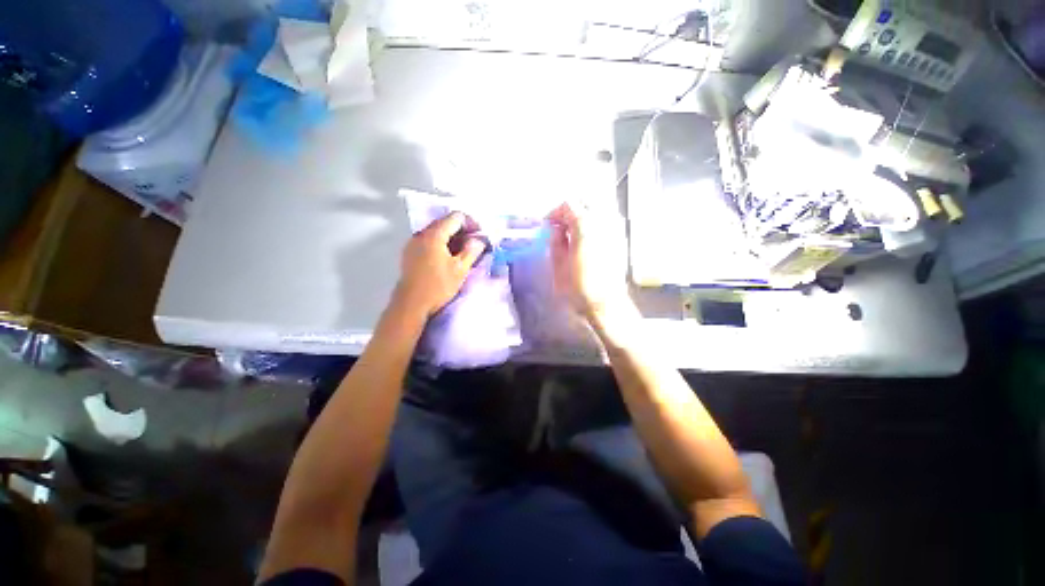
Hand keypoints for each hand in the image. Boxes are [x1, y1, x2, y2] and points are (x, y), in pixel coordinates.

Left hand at [395, 212, 485, 317]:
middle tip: (475, 243)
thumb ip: (471, 251)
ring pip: (436, 232)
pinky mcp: (410, 253)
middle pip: (445, 222)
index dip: (471, 223)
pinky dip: (441, 244)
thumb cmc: (438, 286)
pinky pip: (428, 241)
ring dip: (452, 238)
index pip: (456, 217)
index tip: (481, 235)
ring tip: (463, 252)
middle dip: (462, 230)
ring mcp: (413, 243)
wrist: (411, 304)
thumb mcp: (460, 269)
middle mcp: (421, 234)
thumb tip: (479, 240)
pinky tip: (448, 257)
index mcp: (434, 234)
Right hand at [547, 202, 631, 321]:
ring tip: (573, 229)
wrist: (607, 304)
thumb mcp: (558, 266)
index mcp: (585, 227)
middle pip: (586, 199)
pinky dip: (595, 218)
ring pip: (599, 205)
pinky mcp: (621, 238)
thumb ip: (556, 241)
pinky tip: (587, 234)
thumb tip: (556, 228)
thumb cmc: (579, 289)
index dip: (555, 212)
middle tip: (560, 225)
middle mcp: (604, 222)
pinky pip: (608, 217)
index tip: (548, 225)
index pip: (569, 204)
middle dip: (570, 208)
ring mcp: (615, 228)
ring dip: (584, 212)